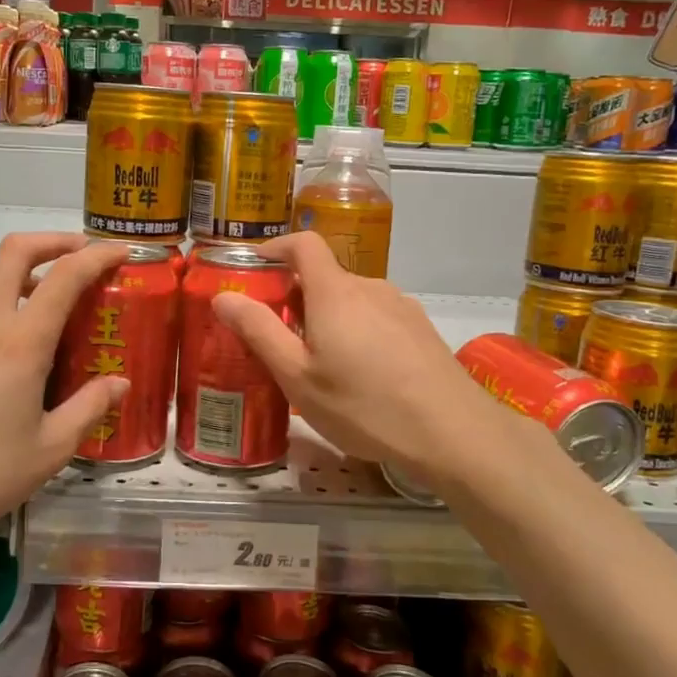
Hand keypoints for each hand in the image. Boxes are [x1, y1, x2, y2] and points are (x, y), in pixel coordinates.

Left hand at [0, 233, 132, 540]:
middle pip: (16, 252)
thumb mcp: (50, 450)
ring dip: (13, 267)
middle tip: (77, 253)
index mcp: (22, 344)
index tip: (119, 252)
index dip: (97, 257)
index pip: (66, 278)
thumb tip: (121, 383)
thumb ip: (89, 408)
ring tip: (31, 290)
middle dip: (53, 241)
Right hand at [209, 232, 500, 473]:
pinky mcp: (421, 330)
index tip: (254, 269)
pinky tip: (361, 376)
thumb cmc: (364, 405)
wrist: (453, 432)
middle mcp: (371, 287)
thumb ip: (259, 331)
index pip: (304, 244)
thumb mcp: (298, 376)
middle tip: (278, 338)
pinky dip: (356, 331)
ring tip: (319, 364)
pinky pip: (377, 317)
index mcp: (335, 292)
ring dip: (328, 318)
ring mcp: (402, 307)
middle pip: (326, 277)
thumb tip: (224, 296)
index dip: (276, 247)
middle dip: (296, 297)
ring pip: (352, 300)